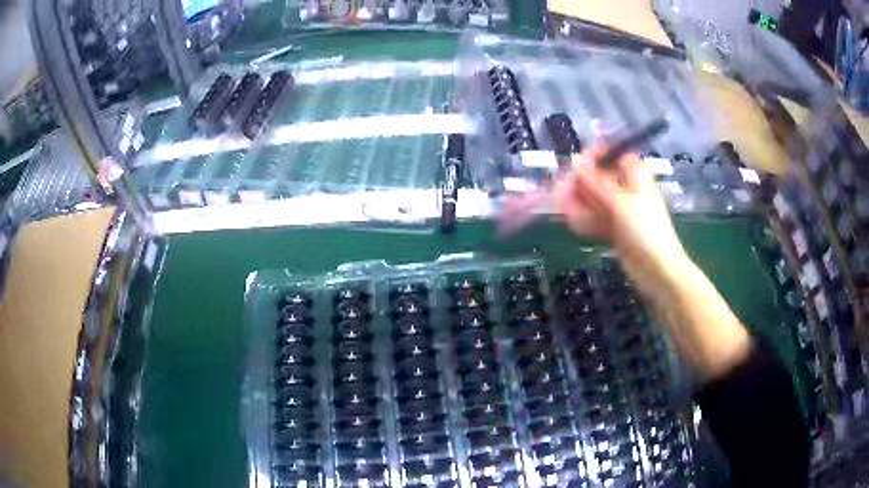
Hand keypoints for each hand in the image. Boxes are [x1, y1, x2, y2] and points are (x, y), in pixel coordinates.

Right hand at [553, 144, 683, 266]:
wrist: (658, 269)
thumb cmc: (645, 230)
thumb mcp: (619, 202)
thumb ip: (595, 183)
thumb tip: (575, 162)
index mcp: (636, 176)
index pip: (614, 155)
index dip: (595, 156)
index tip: (575, 163)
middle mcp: (629, 190)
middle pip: (601, 178)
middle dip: (581, 183)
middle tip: (562, 190)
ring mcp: (623, 212)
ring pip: (596, 200)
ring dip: (579, 202)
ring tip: (562, 207)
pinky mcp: (617, 230)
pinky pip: (597, 219)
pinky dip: (585, 220)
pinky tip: (572, 221)